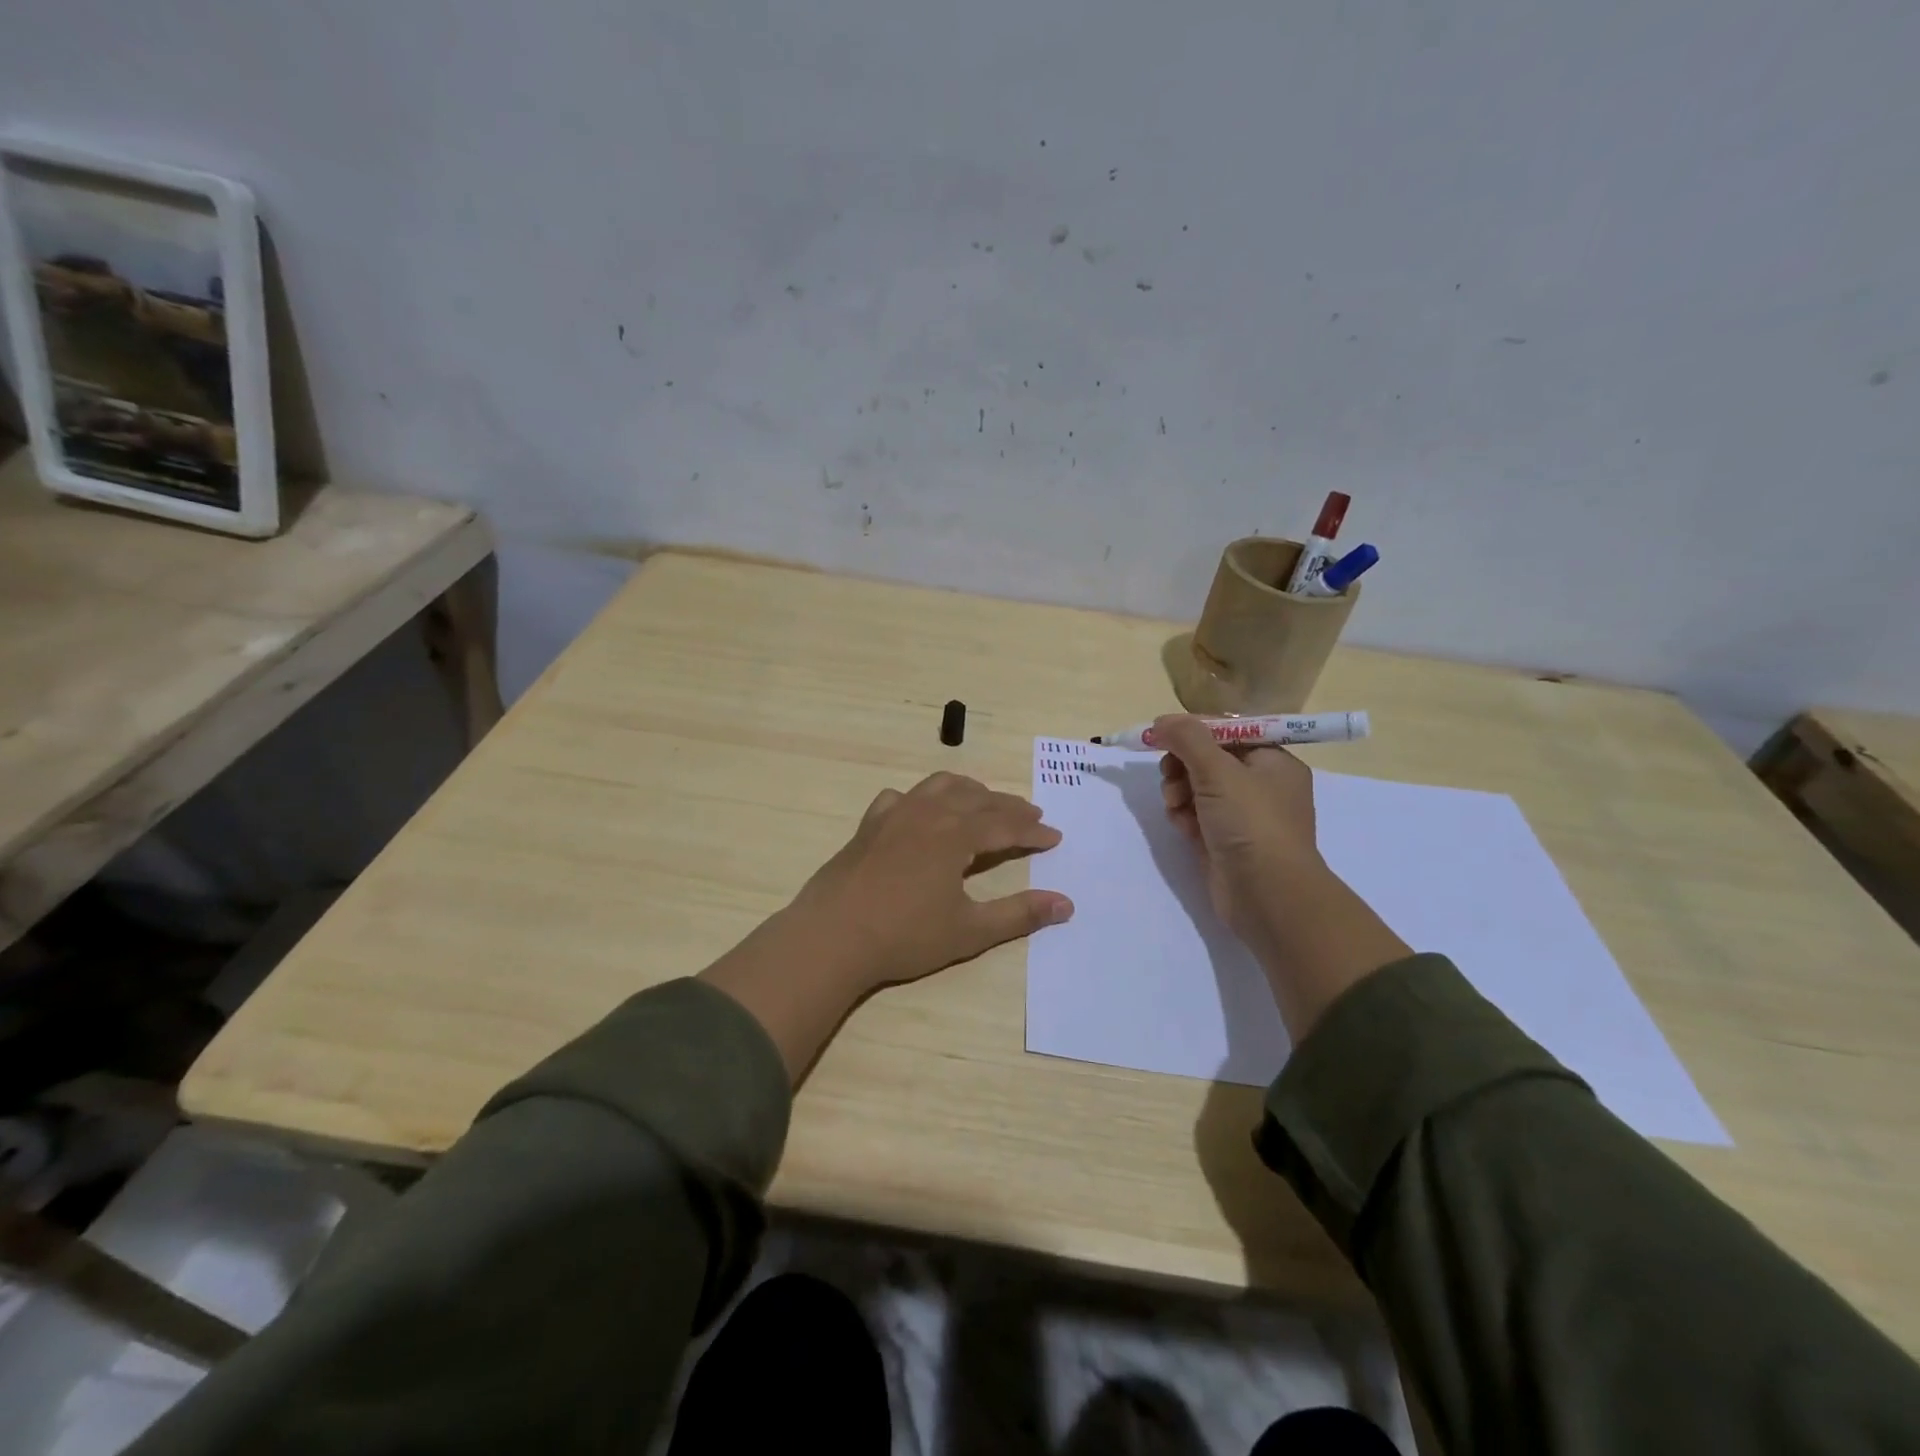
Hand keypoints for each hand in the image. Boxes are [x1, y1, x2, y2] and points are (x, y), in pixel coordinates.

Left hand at [701, 772, 1072, 1081]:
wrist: (832, 936)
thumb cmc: (905, 936)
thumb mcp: (970, 931)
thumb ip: (1019, 914)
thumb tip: (1066, 904)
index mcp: (956, 835)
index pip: (1005, 824)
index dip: (1033, 830)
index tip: (1054, 837)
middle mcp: (928, 813)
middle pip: (977, 798)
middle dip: (1008, 806)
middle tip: (1031, 816)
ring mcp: (894, 815)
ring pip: (939, 786)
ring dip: (969, 790)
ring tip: (984, 801)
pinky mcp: (869, 825)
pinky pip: (900, 797)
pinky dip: (920, 798)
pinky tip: (919, 811)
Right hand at [1155, 714, 1321, 950]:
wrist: (1267, 895)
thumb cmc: (1251, 823)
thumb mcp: (1218, 771)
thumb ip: (1187, 739)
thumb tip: (1162, 721)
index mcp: (1272, 761)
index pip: (1227, 731)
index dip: (1193, 730)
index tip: (1161, 735)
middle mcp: (1261, 785)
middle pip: (1208, 759)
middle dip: (1182, 765)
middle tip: (1170, 775)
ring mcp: (1243, 816)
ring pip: (1197, 788)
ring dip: (1178, 791)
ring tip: (1175, 806)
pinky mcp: (1224, 841)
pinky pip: (1196, 816)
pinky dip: (1184, 817)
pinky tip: (1181, 826)